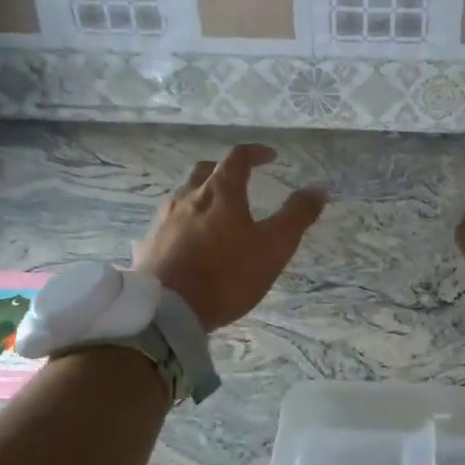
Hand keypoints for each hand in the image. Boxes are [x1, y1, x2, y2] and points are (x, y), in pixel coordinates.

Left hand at [133, 144, 326, 331]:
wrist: (167, 312)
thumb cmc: (226, 275)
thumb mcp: (273, 248)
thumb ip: (296, 217)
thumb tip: (317, 189)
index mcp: (220, 193)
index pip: (238, 158)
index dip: (256, 153)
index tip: (270, 157)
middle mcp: (187, 198)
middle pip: (204, 171)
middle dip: (224, 169)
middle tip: (240, 179)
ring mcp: (162, 221)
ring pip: (182, 196)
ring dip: (200, 196)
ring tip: (214, 213)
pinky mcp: (147, 245)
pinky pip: (166, 225)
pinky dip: (181, 224)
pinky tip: (186, 242)